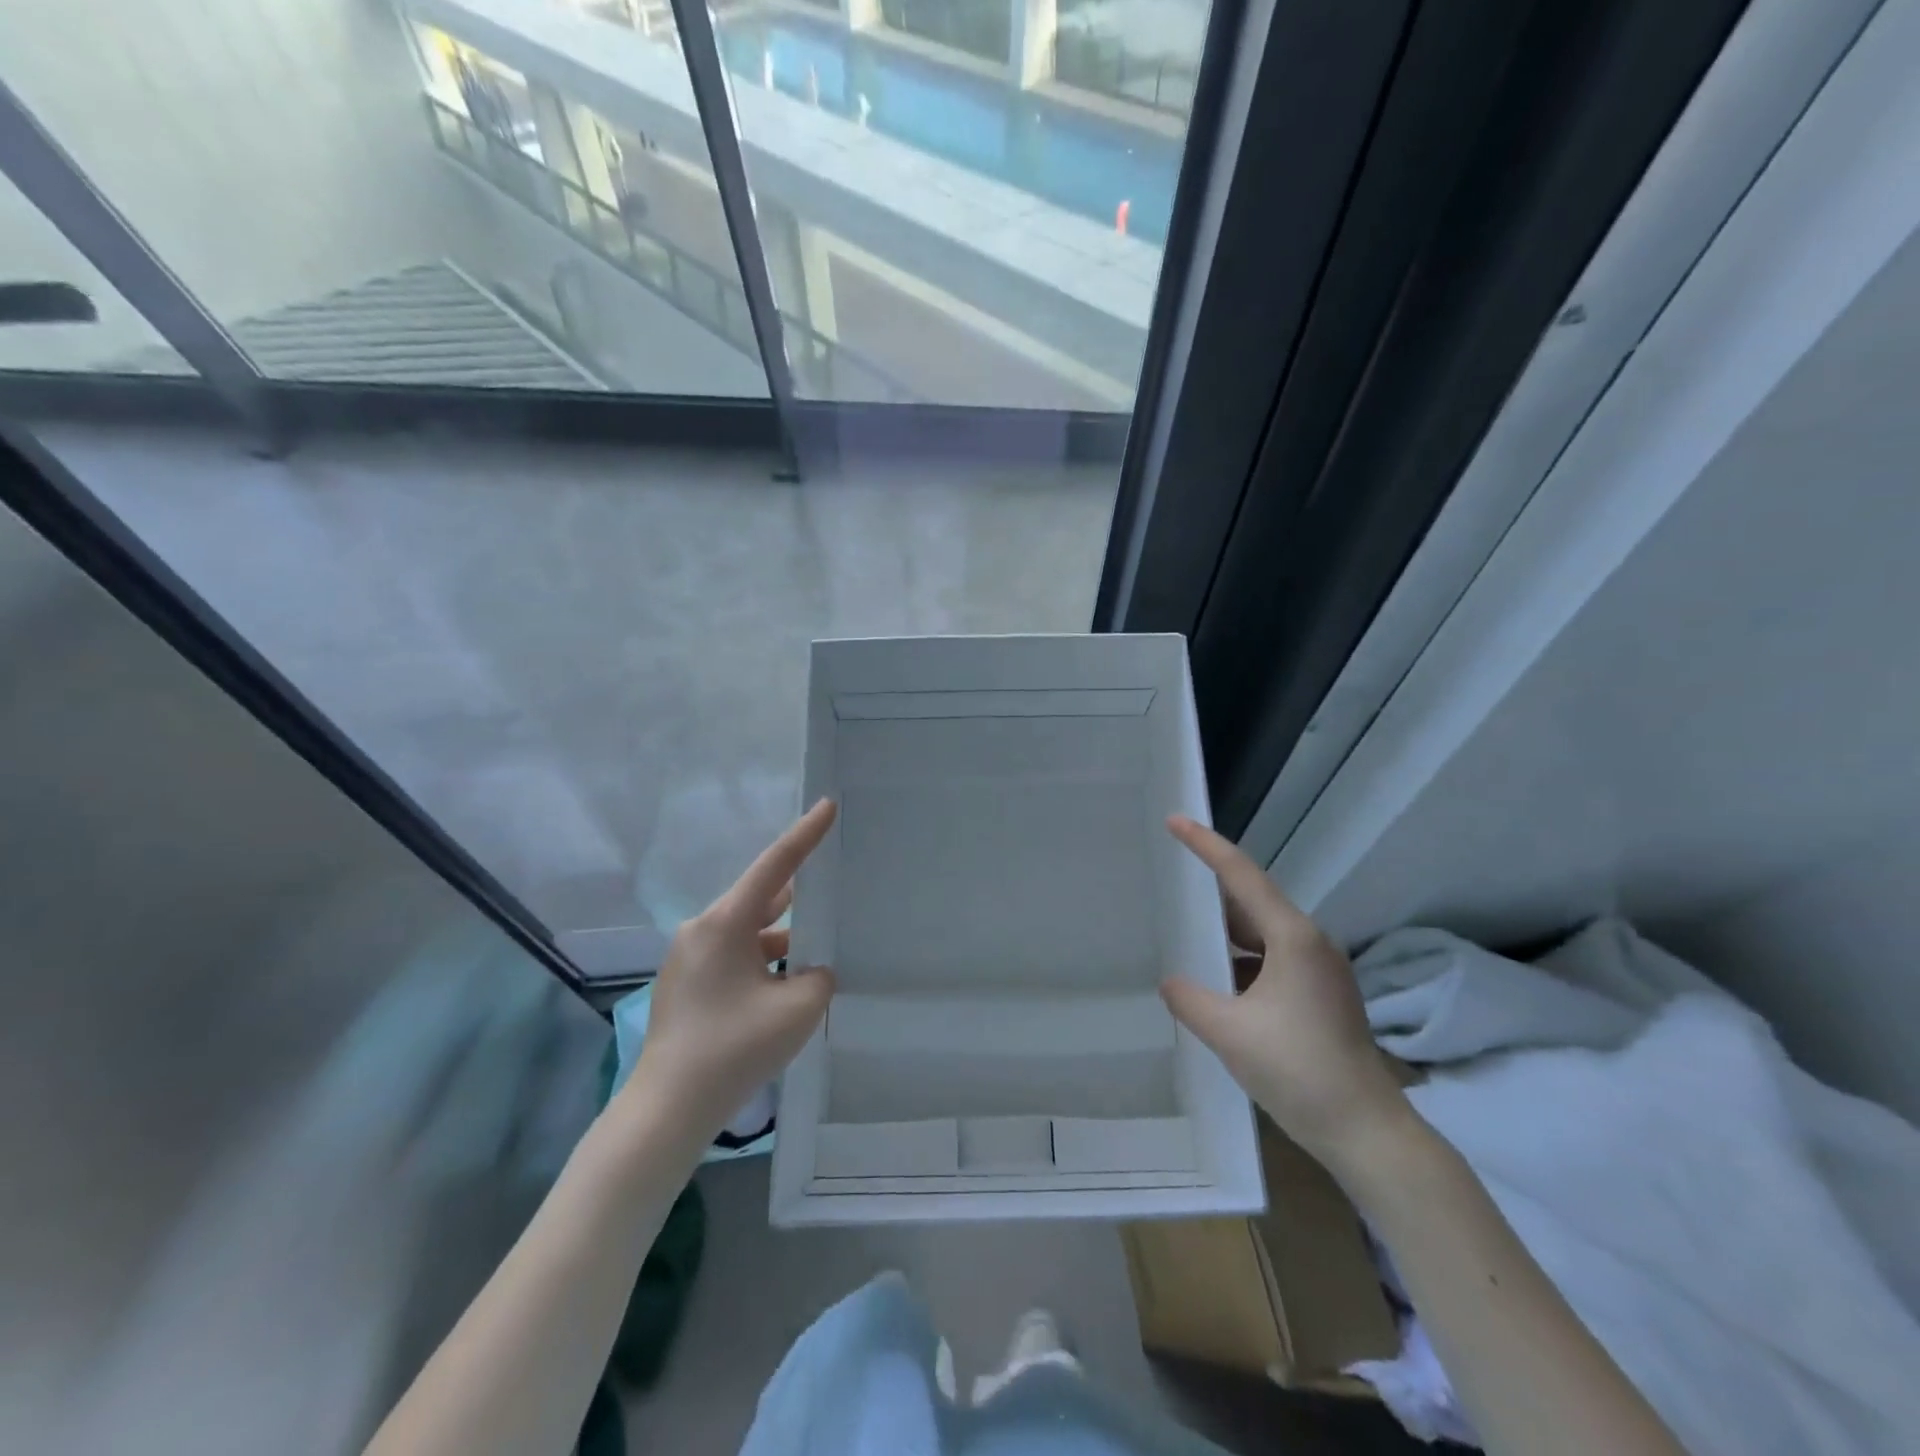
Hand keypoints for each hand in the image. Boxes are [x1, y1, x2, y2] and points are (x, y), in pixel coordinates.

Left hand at [631, 799, 838, 1138]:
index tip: (827, 805)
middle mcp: (701, 930)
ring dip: (780, 940)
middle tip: (833, 893)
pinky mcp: (686, 984)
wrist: (667, 1110)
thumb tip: (811, 971)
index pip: (775, 866)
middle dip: (797, 899)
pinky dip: (762, 962)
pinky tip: (785, 988)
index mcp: (724, 924)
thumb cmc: (733, 1049)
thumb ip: (819, 977)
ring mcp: (689, 958)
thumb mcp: (797, 1010)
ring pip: (748, 933)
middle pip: (761, 900)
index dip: (805, 835)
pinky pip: (733, 957)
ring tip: (817, 954)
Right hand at [1160, 816, 1409, 1172]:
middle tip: (1171, 876)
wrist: (1366, 1132)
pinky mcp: (1320, 994)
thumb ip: (1189, 998)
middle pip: (1252, 901)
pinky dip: (1239, 960)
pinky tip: (1215, 979)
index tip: (1175, 820)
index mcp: (1294, 938)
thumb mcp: (1229, 1033)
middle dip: (1211, 889)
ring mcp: (1319, 969)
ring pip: (1262, 934)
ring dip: (1225, 931)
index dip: (1206, 845)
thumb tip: (1171, 981)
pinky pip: (1271, 960)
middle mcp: (1310, 943)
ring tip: (1184, 928)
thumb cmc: (1299, 1072)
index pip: (1241, 875)